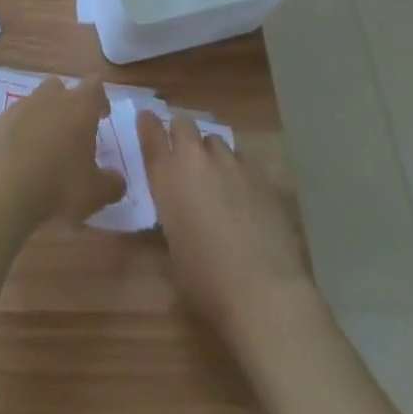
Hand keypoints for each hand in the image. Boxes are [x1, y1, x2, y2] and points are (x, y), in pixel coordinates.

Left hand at [0, 76, 124, 232]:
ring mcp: (19, 106)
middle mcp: (49, 98)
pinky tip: (18, 161)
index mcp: (78, 107)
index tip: (102, 115)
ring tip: (44, 150)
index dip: (100, 99)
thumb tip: (117, 181)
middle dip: (67, 105)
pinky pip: (13, 122)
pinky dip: (18, 134)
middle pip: (61, 88)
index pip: (95, 86)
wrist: (0, 186)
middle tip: (72, 132)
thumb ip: (111, 185)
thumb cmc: (58, 185)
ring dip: (42, 119)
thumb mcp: (94, 193)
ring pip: (35, 103)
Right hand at [138, 112, 316, 346]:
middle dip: (182, 135)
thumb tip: (178, 203)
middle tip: (186, 159)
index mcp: (168, 174)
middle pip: (183, 123)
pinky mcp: (261, 174)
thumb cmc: (207, 280)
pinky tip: (247, 200)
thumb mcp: (174, 243)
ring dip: (212, 156)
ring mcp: (231, 162)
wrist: (264, 291)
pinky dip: (239, 174)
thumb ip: (172, 208)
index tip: (147, 121)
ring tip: (219, 182)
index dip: (148, 124)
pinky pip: (243, 162)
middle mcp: (196, 158)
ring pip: (216, 141)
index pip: (150, 131)